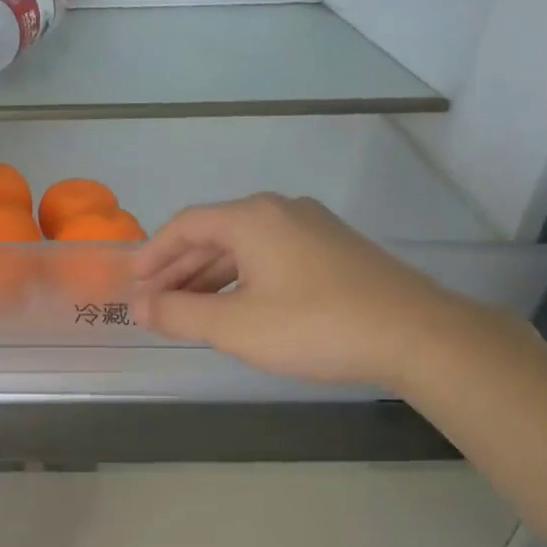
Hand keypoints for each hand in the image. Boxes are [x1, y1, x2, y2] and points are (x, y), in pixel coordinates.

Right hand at [130, 194, 476, 388]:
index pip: (186, 225)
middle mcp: (281, 211)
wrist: (414, 334)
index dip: (153, 253)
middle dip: (179, 269)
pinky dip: (242, 280)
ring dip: (210, 278)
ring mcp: (313, 228)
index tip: (132, 281)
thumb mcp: (234, 327)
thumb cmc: (313, 326)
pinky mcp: (334, 251)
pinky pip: (271, 258)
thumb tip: (139, 307)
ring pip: (245, 248)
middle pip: (214, 234)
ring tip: (188, 311)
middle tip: (153, 302)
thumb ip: (179, 315)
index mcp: (252, 219)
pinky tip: (236, 309)